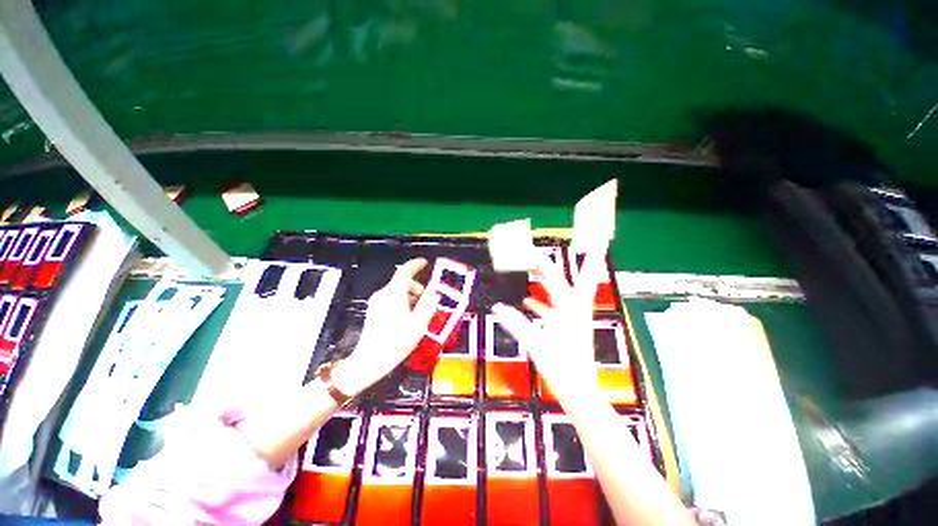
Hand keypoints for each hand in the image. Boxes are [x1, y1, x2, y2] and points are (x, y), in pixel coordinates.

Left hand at [333, 258, 438, 394]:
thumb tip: (435, 293)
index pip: (405, 270)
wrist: (370, 360)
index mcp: (395, 294)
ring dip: (411, 296)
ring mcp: (377, 302)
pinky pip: (391, 299)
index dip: (415, 264)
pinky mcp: (374, 310)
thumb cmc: (396, 341)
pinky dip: (402, 302)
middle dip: (417, 287)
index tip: (424, 263)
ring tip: (418, 313)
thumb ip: (428, 304)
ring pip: (398, 291)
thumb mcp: (418, 323)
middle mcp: (383, 294)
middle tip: (427, 300)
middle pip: (402, 282)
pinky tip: (408, 318)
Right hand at [493, 245, 606, 403]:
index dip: (543, 263)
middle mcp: (576, 309)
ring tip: (544, 270)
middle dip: (590, 261)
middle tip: (596, 244)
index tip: (535, 251)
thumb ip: (515, 323)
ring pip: (569, 293)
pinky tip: (529, 302)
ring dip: (560, 281)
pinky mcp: (570, 327)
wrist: (577, 389)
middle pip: (583, 279)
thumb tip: (498, 307)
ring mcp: (575, 318)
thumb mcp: (534, 342)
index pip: (554, 279)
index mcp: (569, 309)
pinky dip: (545, 303)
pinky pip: (557, 309)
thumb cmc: (559, 366)